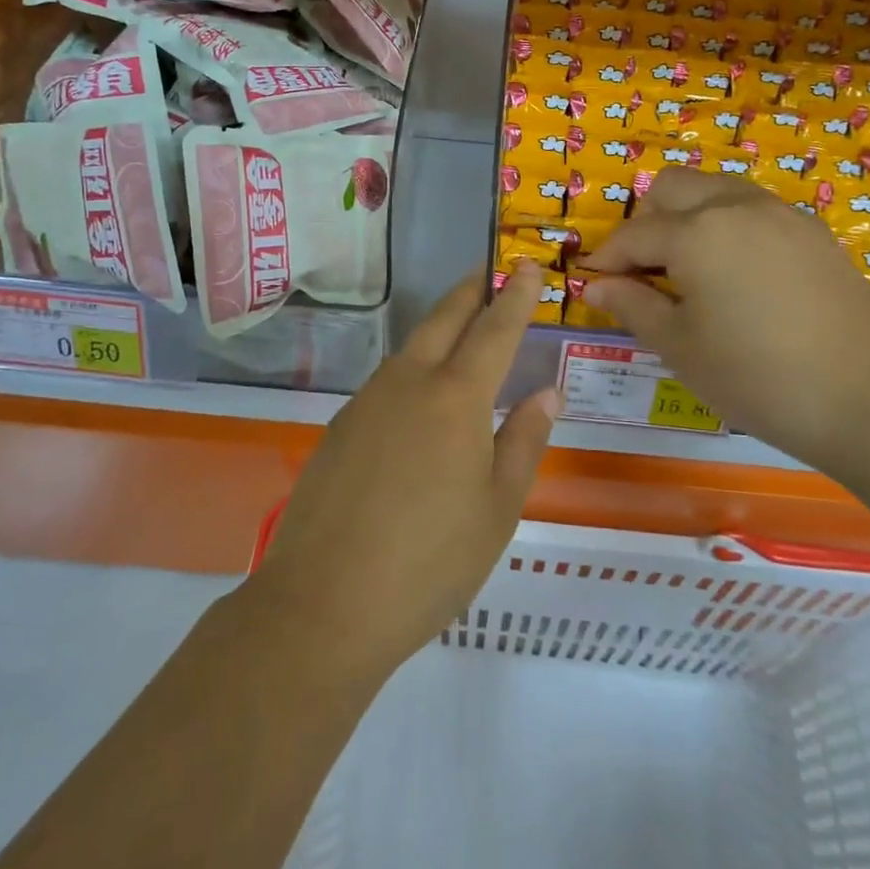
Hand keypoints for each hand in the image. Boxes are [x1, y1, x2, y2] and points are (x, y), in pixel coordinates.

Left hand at [247, 263, 557, 681]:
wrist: (323, 603)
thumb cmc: (430, 562)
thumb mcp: (497, 509)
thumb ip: (524, 441)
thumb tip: (546, 393)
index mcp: (456, 397)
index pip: (494, 330)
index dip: (515, 296)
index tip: (527, 265)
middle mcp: (409, 383)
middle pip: (445, 319)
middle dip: (472, 291)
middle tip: (492, 272)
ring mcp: (367, 401)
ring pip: (411, 346)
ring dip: (441, 326)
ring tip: (463, 328)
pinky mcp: (341, 425)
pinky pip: (387, 380)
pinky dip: (414, 367)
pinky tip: (419, 396)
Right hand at [581, 170, 869, 471]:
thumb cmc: (756, 377)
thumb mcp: (680, 347)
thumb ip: (632, 305)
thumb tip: (595, 285)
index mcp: (696, 232)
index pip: (633, 234)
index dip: (606, 259)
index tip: (593, 284)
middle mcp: (736, 205)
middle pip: (672, 187)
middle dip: (645, 221)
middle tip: (642, 272)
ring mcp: (781, 213)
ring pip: (715, 189)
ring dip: (687, 216)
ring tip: (686, 270)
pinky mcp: (813, 231)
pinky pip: (752, 209)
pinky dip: (726, 225)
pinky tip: (735, 275)